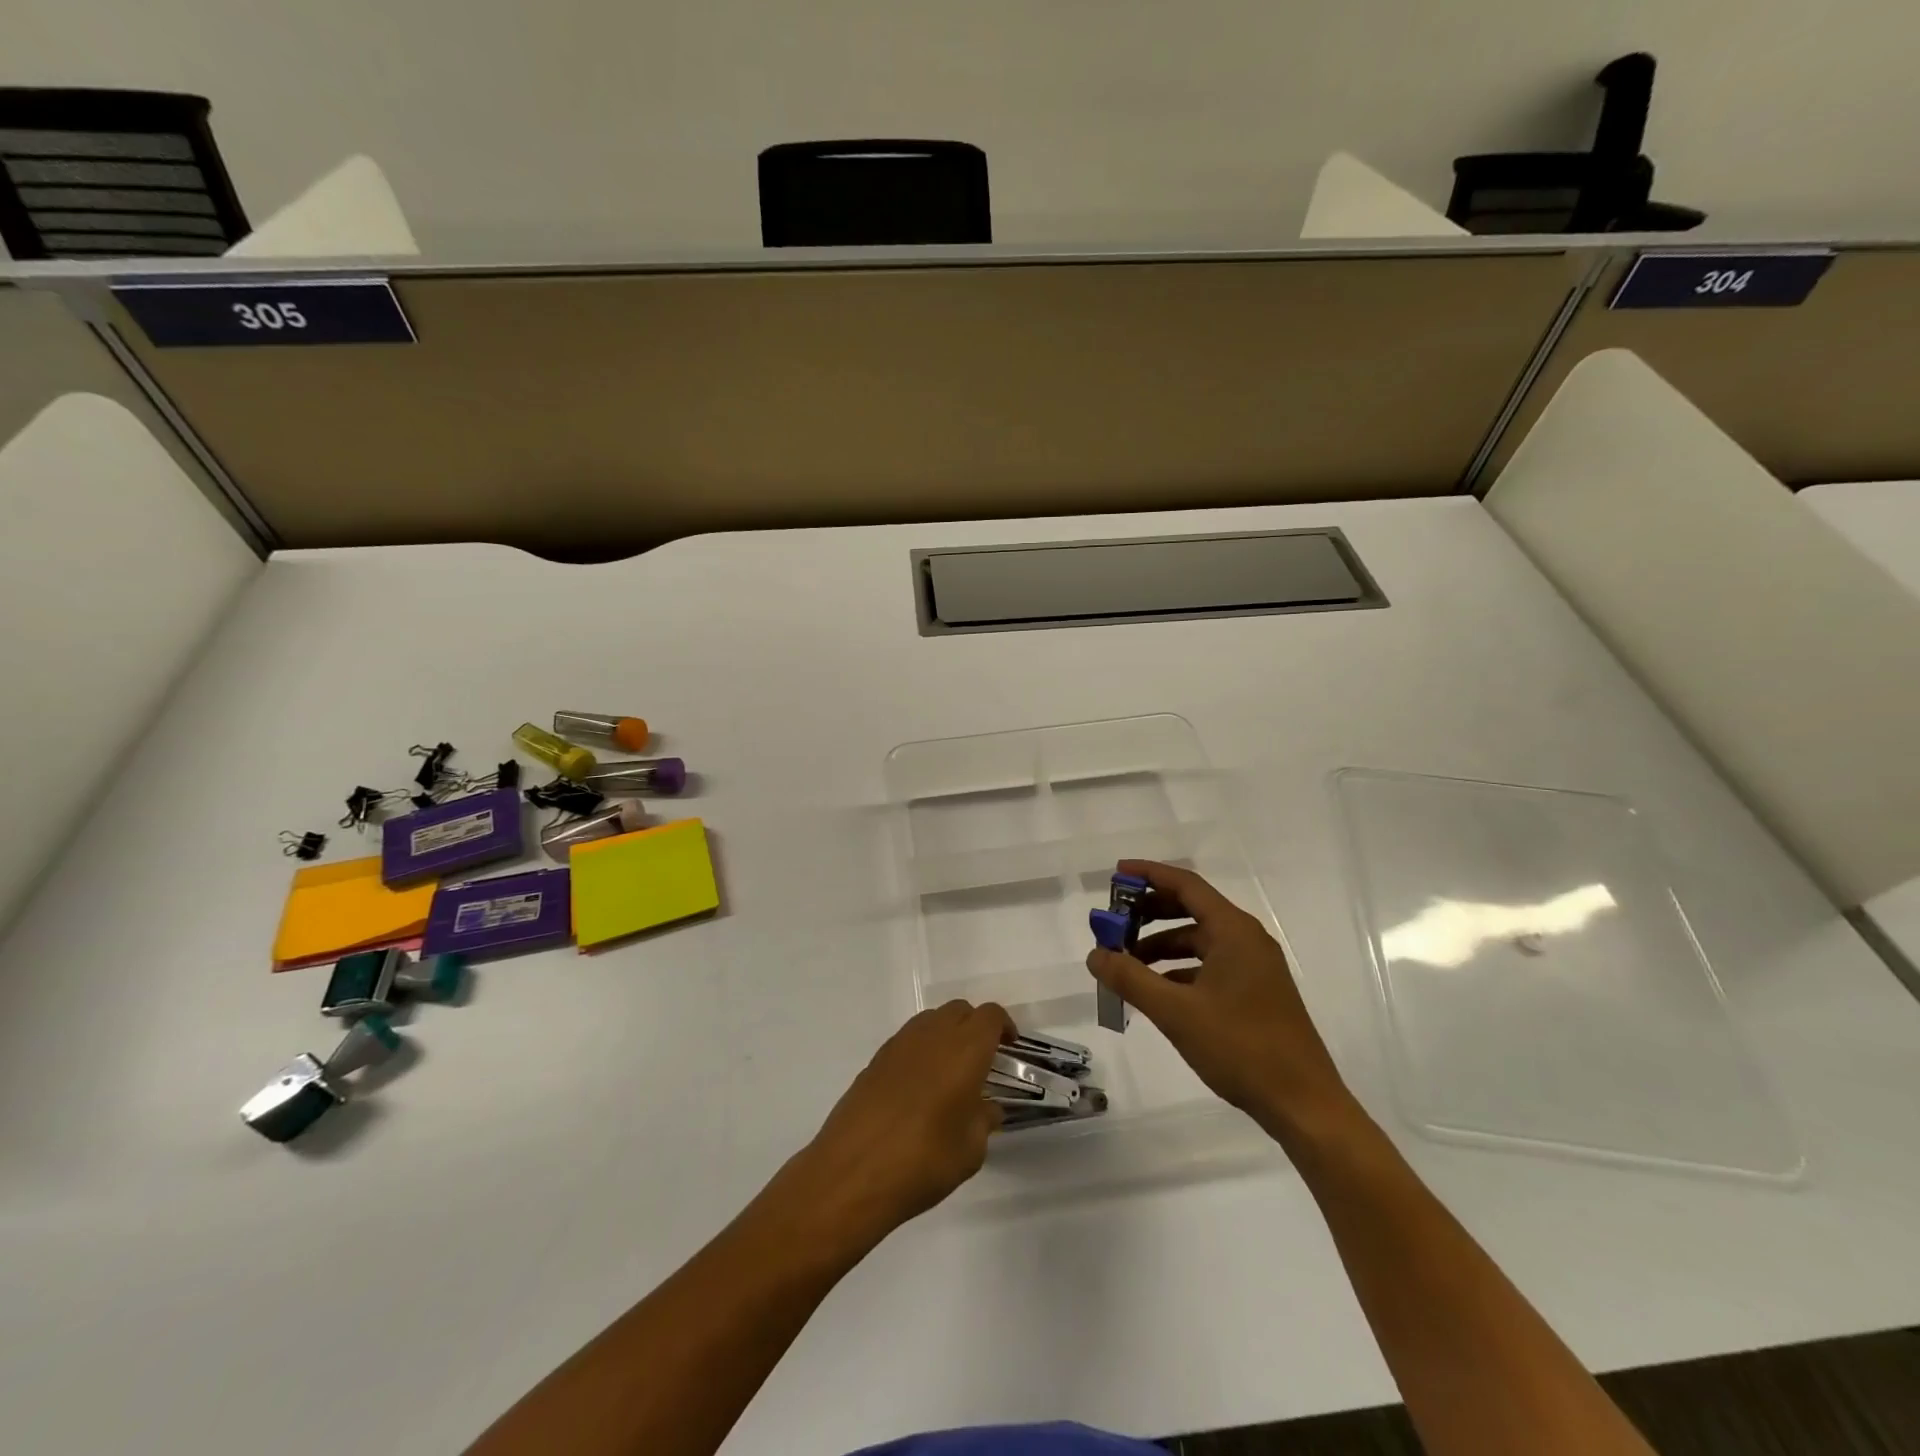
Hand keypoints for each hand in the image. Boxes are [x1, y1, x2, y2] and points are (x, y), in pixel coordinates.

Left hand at [780, 1001, 1011, 1252]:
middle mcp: (933, 1035)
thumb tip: (986, 1109)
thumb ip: (983, 1122)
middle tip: (982, 1060)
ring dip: (946, 1035)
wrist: (853, 1172)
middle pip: (960, 1010)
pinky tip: (919, 1088)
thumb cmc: (924, 1161)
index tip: (1009, 1048)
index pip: (990, 1016)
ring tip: (950, 1073)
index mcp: (965, 1049)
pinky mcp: (875, 1060)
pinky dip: (921, 1051)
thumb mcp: (970, 1151)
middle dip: (975, 1027)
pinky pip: (907, 1040)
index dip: (1004, 1027)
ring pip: (931, 1020)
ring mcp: (899, 1044)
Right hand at [1086, 860, 1353, 1144]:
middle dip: (1150, 913)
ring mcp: (1254, 967)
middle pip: (1191, 909)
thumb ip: (1130, 979)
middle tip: (1114, 922)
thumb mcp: (1175, 1012)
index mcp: (1233, 931)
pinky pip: (1209, 965)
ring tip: (1127, 964)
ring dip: (1161, 946)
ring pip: (1199, 941)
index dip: (1149, 875)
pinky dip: (1179, 970)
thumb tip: (1095, 954)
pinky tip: (1157, 991)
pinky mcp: (1256, 992)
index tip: (1116, 874)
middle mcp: (1246, 939)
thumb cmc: (1240, 1047)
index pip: (1186, 885)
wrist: (1303, 1104)